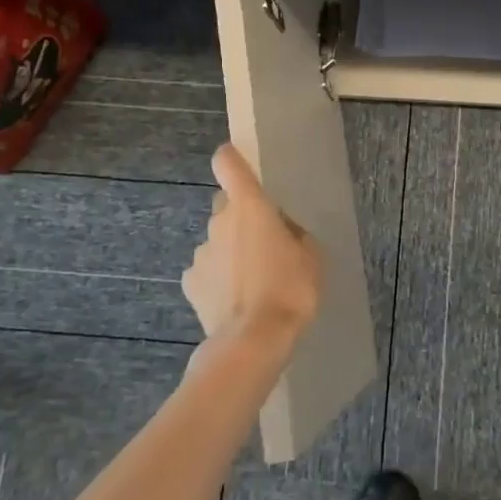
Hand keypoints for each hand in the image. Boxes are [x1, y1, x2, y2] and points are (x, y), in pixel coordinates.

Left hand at [182, 144, 321, 357]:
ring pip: (217, 241)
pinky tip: (235, 300)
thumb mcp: (311, 257)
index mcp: (250, 206)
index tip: (239, 163)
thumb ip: (294, 234)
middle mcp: (219, 221)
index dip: (231, 159)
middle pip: (226, 205)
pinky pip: (206, 271)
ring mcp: (200, 252)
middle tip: (264, 242)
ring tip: (253, 281)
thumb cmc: (290, 289)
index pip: (228, 164)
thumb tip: (283, 231)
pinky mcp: (190, 282)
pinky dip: (218, 279)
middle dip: (241, 217)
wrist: (252, 340)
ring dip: (231, 251)